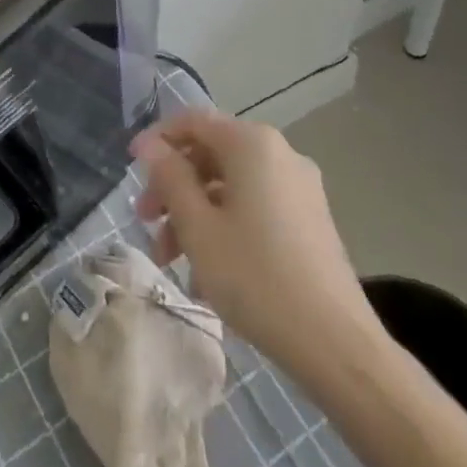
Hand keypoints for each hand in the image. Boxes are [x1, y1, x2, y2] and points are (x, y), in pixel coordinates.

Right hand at [131, 110, 380, 375]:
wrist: (336, 345)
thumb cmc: (256, 277)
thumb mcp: (198, 227)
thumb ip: (170, 178)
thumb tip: (150, 145)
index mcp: (252, 143)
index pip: (193, 121)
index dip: (157, 140)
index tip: (130, 168)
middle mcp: (278, 154)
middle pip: (211, 155)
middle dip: (174, 187)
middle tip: (146, 222)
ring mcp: (298, 188)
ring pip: (231, 186)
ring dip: (195, 213)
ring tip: (170, 259)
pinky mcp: (309, 220)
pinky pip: (254, 208)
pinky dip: (225, 227)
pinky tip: (206, 273)